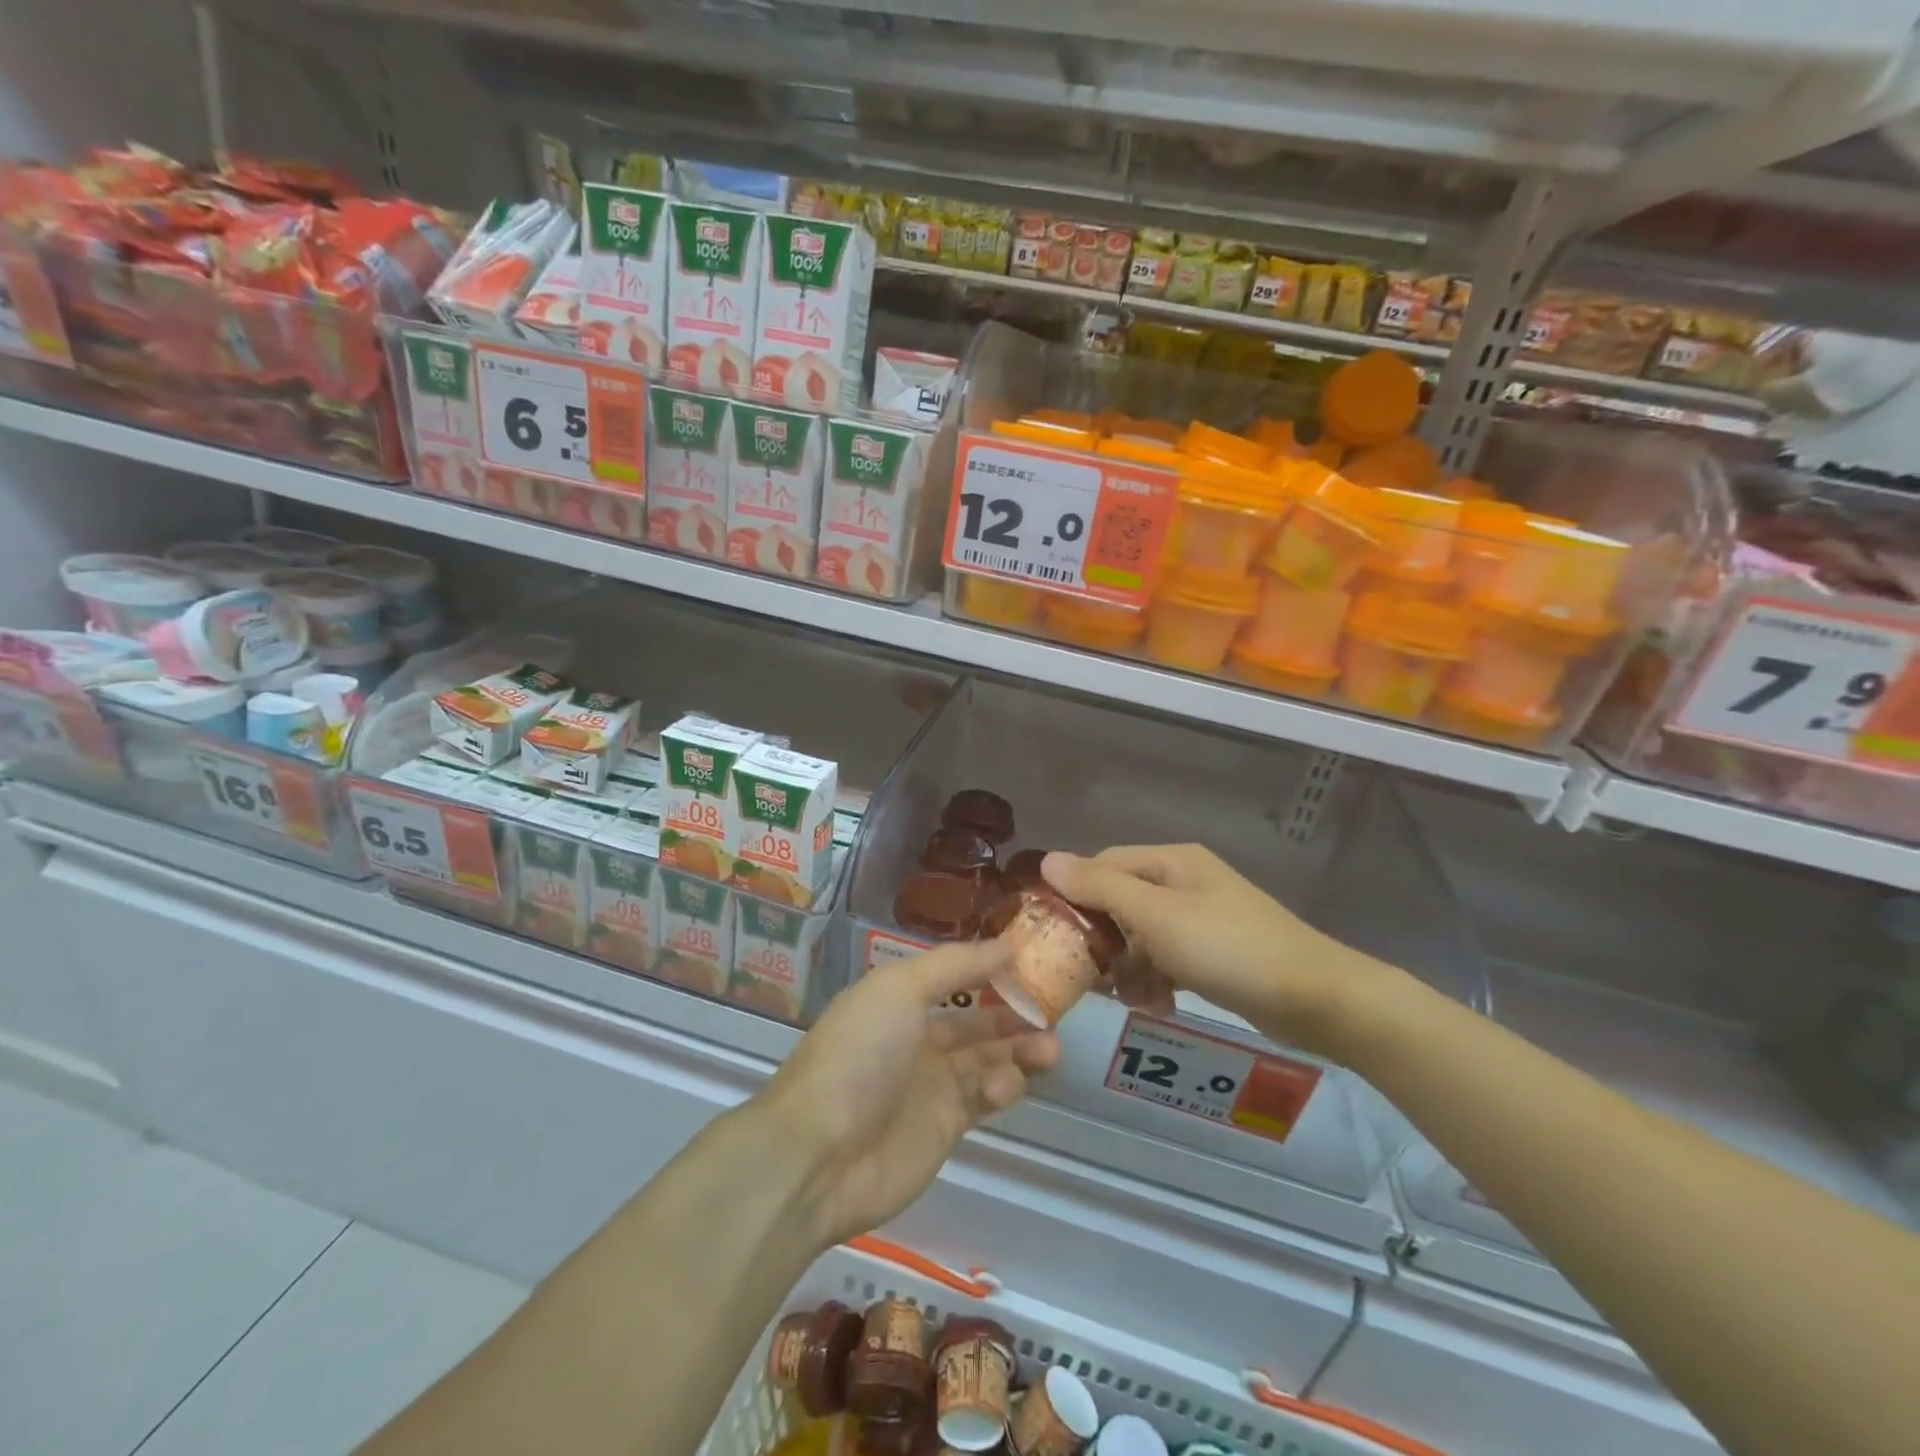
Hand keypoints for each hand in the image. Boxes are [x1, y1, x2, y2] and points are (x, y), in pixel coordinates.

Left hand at [762, 940, 1059, 1248]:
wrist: (821, 1154)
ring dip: (1020, 1050)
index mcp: (899, 1000)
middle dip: (1014, 1013)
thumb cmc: (860, 1054)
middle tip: (1053, 1011)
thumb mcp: (901, 988)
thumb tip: (1008, 943)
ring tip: (1050, 1048)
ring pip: (987, 1059)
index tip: (1033, 963)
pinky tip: (1006, 1086)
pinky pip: (984, 1098)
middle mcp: (916, 1038)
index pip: (954, 977)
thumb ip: (957, 964)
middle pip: (975, 1020)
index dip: (991, 969)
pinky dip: (1002, 1087)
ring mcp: (930, 1084)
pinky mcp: (945, 1128)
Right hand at [1041, 844, 1392, 1057]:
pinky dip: (1157, 979)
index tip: (1054, 934)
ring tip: (1130, 999)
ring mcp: (1201, 918)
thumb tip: (1047, 859)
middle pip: (1121, 903)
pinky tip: (1159, 1005)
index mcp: (1170, 862)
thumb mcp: (1156, 915)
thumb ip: (1100, 887)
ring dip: (1129, 967)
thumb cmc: (1227, 947)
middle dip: (1104, 940)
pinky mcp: (1215, 952)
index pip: (1103, 865)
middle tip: (1088, 977)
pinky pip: (1169, 959)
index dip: (1075, 895)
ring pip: (1142, 936)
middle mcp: (1184, 882)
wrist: (1314, 997)